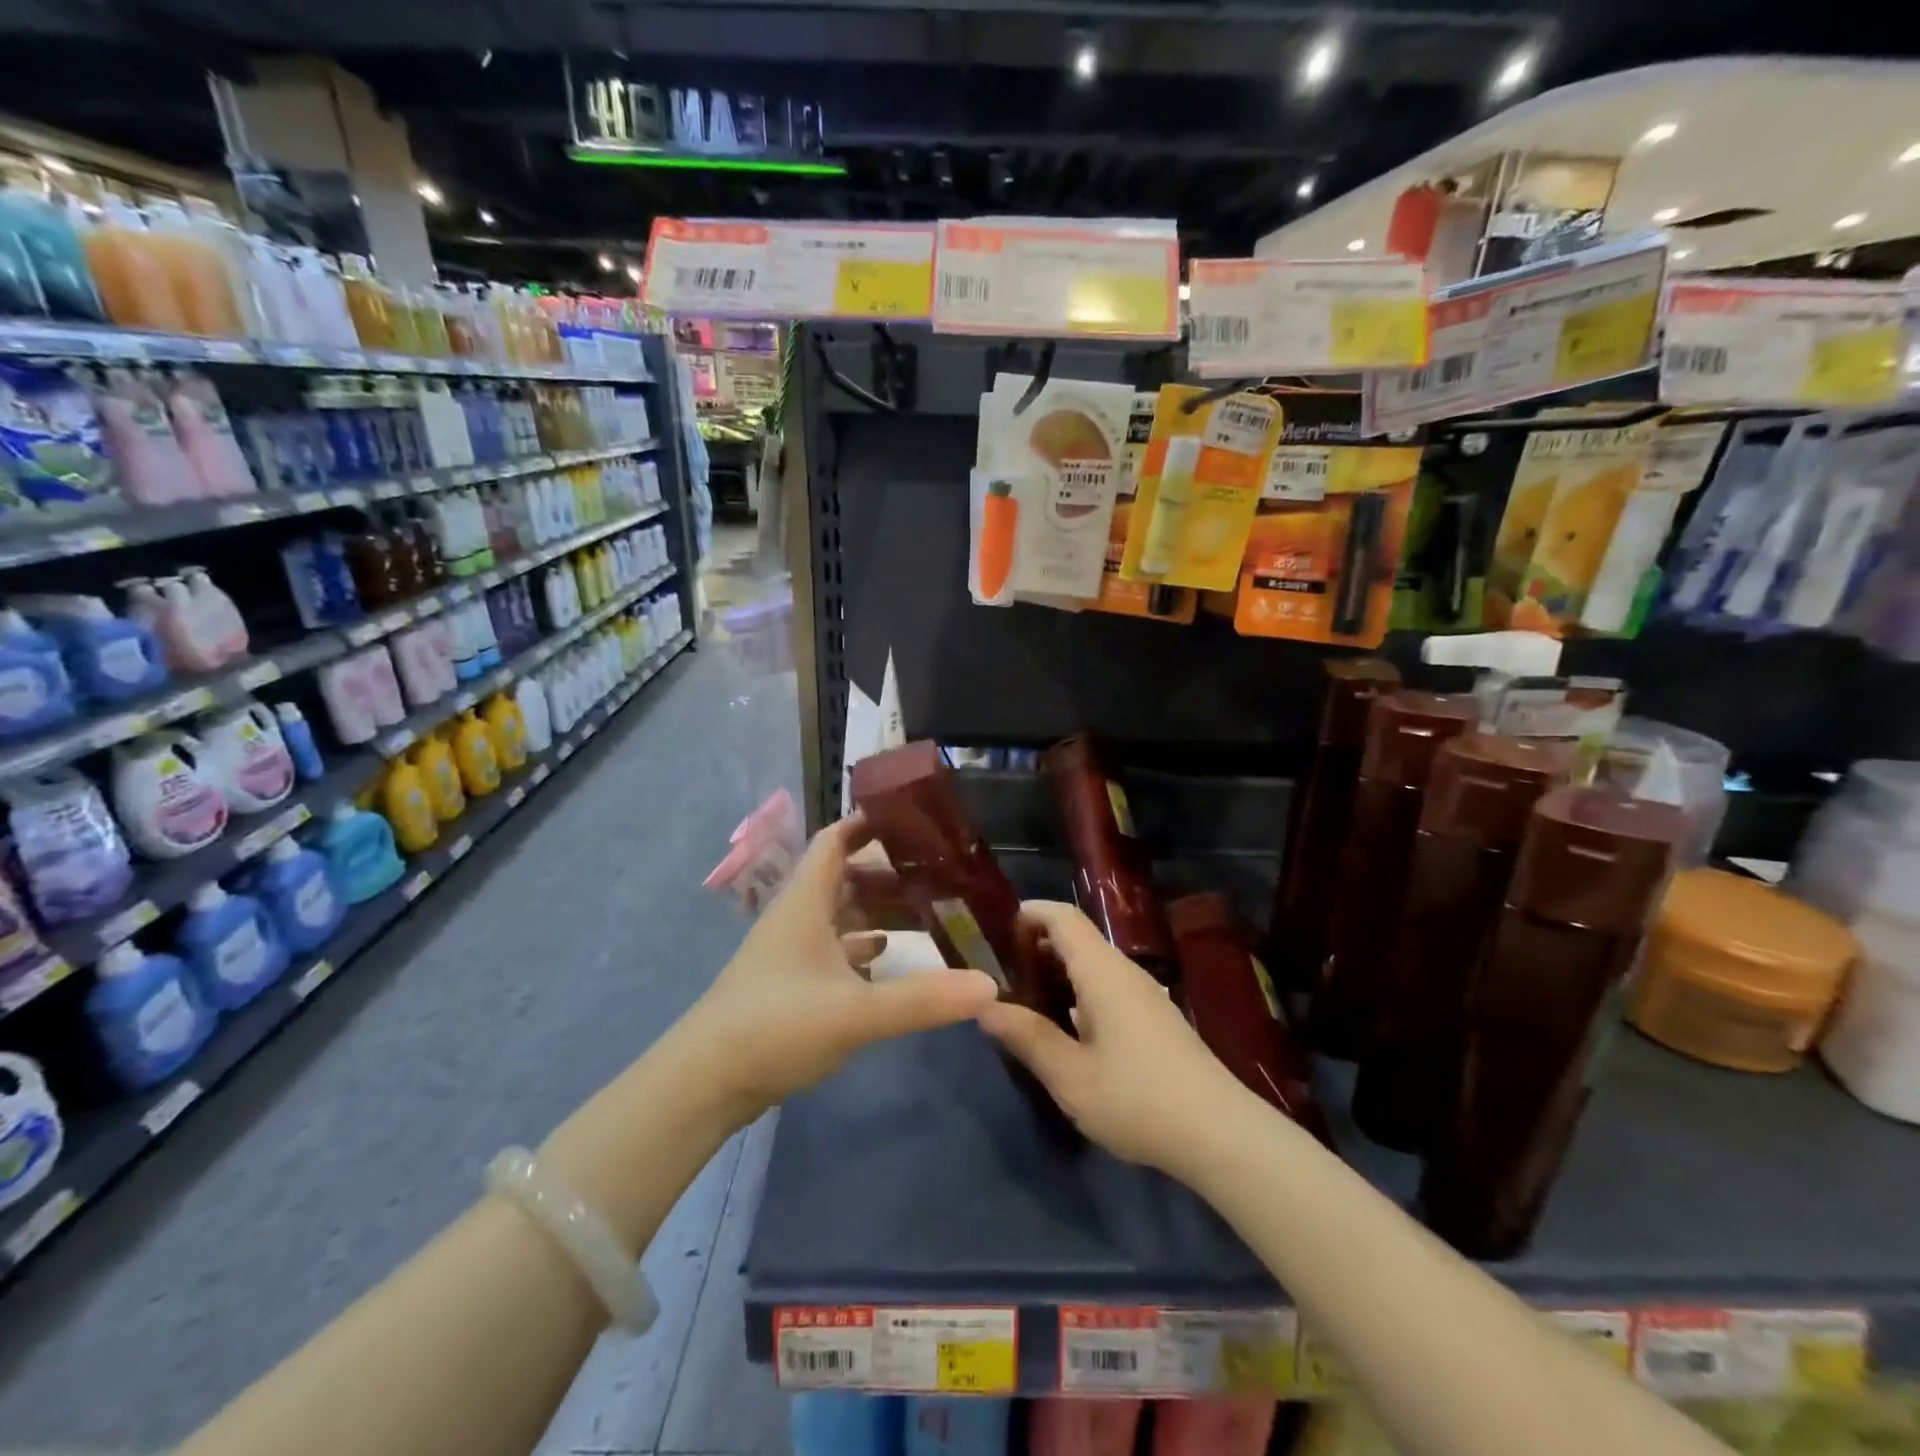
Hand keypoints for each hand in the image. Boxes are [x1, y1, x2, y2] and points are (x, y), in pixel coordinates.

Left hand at [684, 815, 1000, 1120]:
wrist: (705, 1083)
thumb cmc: (775, 1027)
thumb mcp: (855, 1013)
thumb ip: (922, 999)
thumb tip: (990, 985)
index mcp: (805, 902)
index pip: (835, 840)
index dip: (868, 824)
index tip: (912, 820)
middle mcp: (797, 917)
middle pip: (844, 876)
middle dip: (887, 871)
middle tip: (937, 873)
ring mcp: (790, 951)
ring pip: (839, 914)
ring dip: (876, 909)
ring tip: (926, 910)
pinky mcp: (789, 983)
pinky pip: (833, 950)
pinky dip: (861, 947)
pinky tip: (887, 959)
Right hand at [978, 900, 1249, 1175]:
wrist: (1221, 1134)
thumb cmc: (1138, 1099)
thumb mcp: (1071, 1076)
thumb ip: (1027, 1037)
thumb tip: (985, 1006)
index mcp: (1103, 972)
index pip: (1063, 918)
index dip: (1029, 912)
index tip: (995, 929)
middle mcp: (1124, 972)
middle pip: (1077, 938)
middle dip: (1036, 944)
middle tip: (998, 971)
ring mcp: (1144, 995)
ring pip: (1092, 964)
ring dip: (1056, 971)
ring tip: (1022, 998)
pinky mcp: (1154, 1019)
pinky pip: (1106, 987)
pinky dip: (1076, 992)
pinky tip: (1063, 1027)